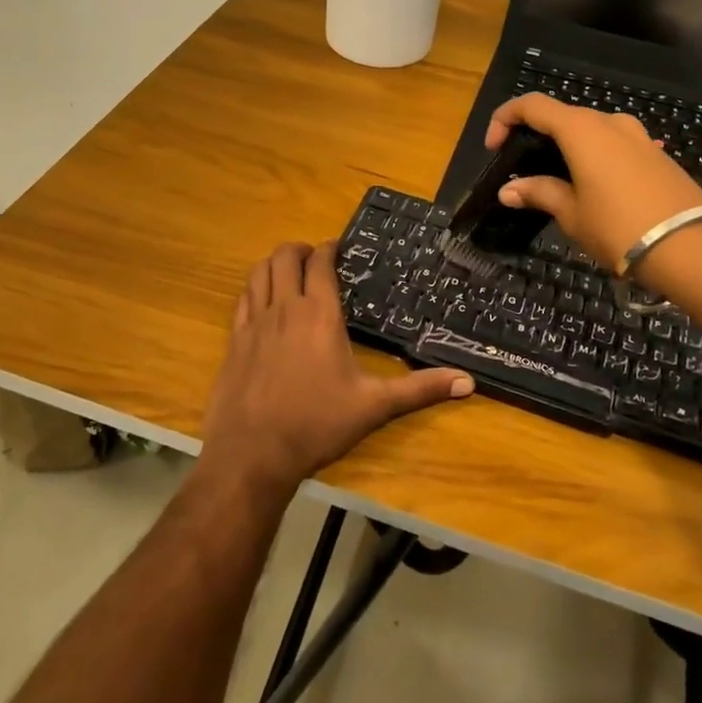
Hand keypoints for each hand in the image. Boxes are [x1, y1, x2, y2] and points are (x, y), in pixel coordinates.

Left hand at [201, 242, 471, 495]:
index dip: (328, 249)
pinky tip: (262, 303)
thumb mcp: (374, 406)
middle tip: (314, 259)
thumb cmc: (317, 424)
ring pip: (259, 273)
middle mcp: (284, 308)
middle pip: (284, 257)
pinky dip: (254, 289)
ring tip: (288, 273)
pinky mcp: (233, 340)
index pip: (319, 262)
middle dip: (300, 250)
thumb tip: (468, 382)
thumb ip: (420, 390)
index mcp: (319, 314)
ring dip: (274, 265)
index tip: (338, 249)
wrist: (252, 454)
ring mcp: (254, 323)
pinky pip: (242, 299)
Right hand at [485, 93, 701, 271]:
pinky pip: (615, 145)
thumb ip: (539, 193)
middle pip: (563, 116)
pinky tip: (593, 189)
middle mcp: (610, 122)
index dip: (505, 119)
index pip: (532, 106)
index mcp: (581, 129)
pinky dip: (594, 157)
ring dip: (568, 147)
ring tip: (558, 181)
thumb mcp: (571, 213)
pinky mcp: (657, 155)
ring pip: (591, 130)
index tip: (494, 147)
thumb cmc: (618, 227)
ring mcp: (638, 136)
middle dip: (537, 136)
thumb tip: (509, 190)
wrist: (692, 248)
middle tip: (523, 169)